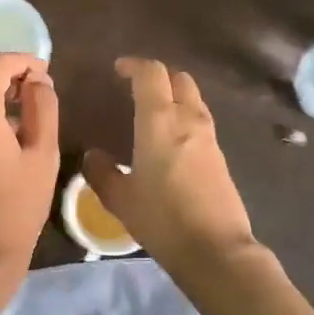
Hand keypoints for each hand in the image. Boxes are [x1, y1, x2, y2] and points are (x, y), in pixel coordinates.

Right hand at [85, 57, 258, 281]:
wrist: (215, 249)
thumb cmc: (162, 219)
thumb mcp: (120, 199)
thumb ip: (102, 173)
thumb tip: (93, 155)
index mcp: (160, 120)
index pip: (151, 74)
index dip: (134, 65)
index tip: (118, 70)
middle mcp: (188, 119)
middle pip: (179, 79)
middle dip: (158, 76)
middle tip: (136, 87)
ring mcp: (209, 137)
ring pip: (193, 99)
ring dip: (174, 95)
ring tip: (152, 112)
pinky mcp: (220, 156)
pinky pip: (200, 121)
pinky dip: (184, 117)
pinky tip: (170, 140)